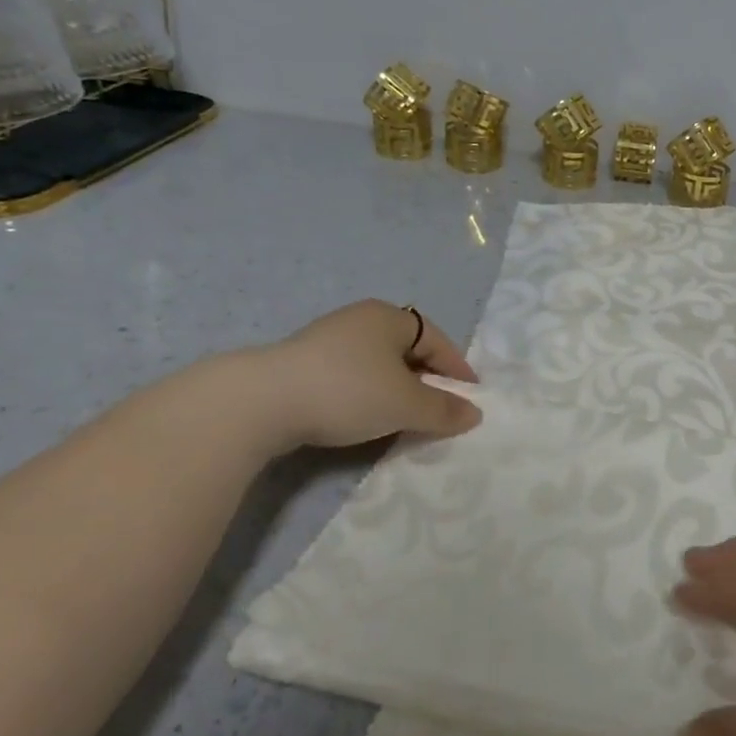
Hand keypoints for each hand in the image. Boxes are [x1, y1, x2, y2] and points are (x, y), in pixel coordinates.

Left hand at [251, 300, 482, 449]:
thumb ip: (444, 410)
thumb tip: (474, 414)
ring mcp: (328, 340)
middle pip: (407, 350)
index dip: (457, 369)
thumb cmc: (348, 391)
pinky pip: (352, 376)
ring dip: (397, 389)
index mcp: (389, 317)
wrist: (261, 402)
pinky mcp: (302, 364)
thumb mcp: (406, 405)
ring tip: (405, 417)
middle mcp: (360, 320)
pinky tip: (365, 417)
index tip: (470, 398)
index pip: (437, 340)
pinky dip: (368, 394)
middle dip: (427, 380)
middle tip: (439, 409)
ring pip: (378, 365)